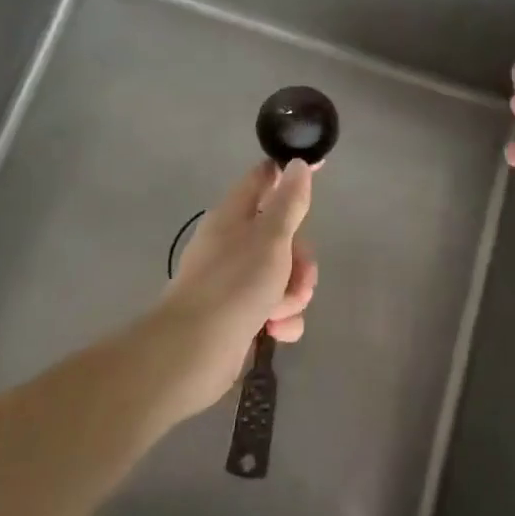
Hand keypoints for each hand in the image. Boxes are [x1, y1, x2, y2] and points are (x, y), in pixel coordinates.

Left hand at [141, 160, 317, 420]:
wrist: (193, 352)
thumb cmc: (234, 285)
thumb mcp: (271, 237)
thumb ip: (289, 201)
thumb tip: (297, 164)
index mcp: (234, 215)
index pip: (264, 177)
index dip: (290, 172)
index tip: (321, 168)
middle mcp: (233, 243)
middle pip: (284, 236)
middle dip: (300, 260)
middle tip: (298, 277)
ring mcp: (235, 281)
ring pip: (284, 275)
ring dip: (293, 294)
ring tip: (281, 311)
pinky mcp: (239, 315)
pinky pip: (275, 308)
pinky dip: (281, 319)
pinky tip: (276, 332)